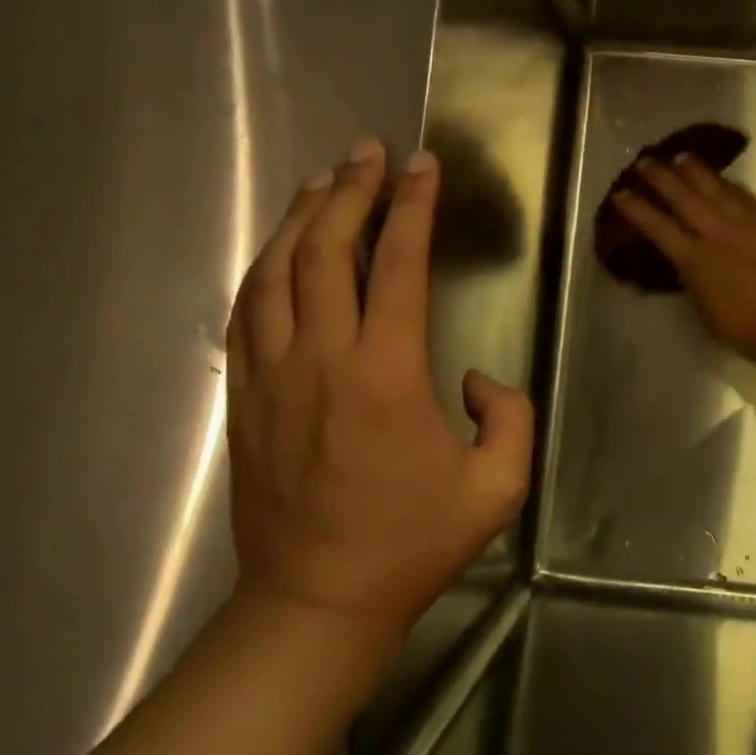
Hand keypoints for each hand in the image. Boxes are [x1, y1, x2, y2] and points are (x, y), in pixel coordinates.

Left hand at [225, 140, 534, 628]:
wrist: (316, 604)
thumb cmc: (412, 544)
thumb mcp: (497, 488)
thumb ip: (510, 417)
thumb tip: (475, 377)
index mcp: (388, 376)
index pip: (398, 266)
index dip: (413, 207)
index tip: (423, 165)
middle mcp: (323, 361)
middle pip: (326, 252)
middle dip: (351, 191)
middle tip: (369, 151)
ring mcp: (272, 377)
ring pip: (275, 273)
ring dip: (300, 218)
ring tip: (324, 179)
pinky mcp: (245, 399)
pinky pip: (247, 313)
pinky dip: (264, 267)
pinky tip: (280, 247)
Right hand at [613, 155, 755, 384]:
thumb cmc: (752, 332)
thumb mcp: (709, 313)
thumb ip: (695, 283)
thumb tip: (686, 265)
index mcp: (695, 262)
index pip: (658, 228)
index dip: (637, 209)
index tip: (620, 193)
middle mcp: (717, 234)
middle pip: (683, 198)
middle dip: (661, 178)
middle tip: (644, 161)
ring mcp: (746, 224)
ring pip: (715, 189)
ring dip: (695, 171)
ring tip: (680, 156)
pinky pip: (744, 196)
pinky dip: (729, 185)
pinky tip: (723, 179)